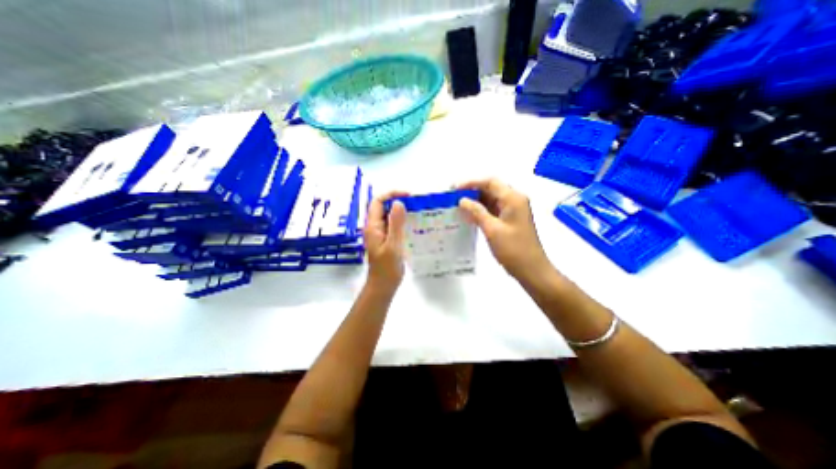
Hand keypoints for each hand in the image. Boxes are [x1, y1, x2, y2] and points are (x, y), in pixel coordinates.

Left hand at [362, 190, 407, 292]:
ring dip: (400, 210)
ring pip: (388, 215)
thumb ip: (395, 224)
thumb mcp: (393, 245)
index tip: (408, 196)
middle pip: (383, 206)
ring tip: (416, 211)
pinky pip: (393, 225)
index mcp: (373, 226)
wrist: (383, 286)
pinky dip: (402, 221)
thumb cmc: (387, 268)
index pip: (378, 201)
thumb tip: (399, 203)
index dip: (391, 194)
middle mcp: (374, 227)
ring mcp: (380, 234)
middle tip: (415, 203)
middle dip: (397, 200)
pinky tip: (413, 224)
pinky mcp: (386, 239)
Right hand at [459, 178, 552, 281]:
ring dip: (475, 201)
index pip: (490, 182)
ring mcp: (512, 210)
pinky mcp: (509, 219)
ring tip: (457, 205)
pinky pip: (492, 209)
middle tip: (453, 197)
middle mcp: (514, 200)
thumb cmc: (513, 249)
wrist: (531, 269)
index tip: (454, 188)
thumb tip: (462, 200)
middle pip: (490, 188)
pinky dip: (480, 210)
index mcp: (513, 199)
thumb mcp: (492, 229)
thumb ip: (477, 212)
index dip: (471, 183)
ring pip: (490, 199)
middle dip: (471, 191)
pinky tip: (467, 215)